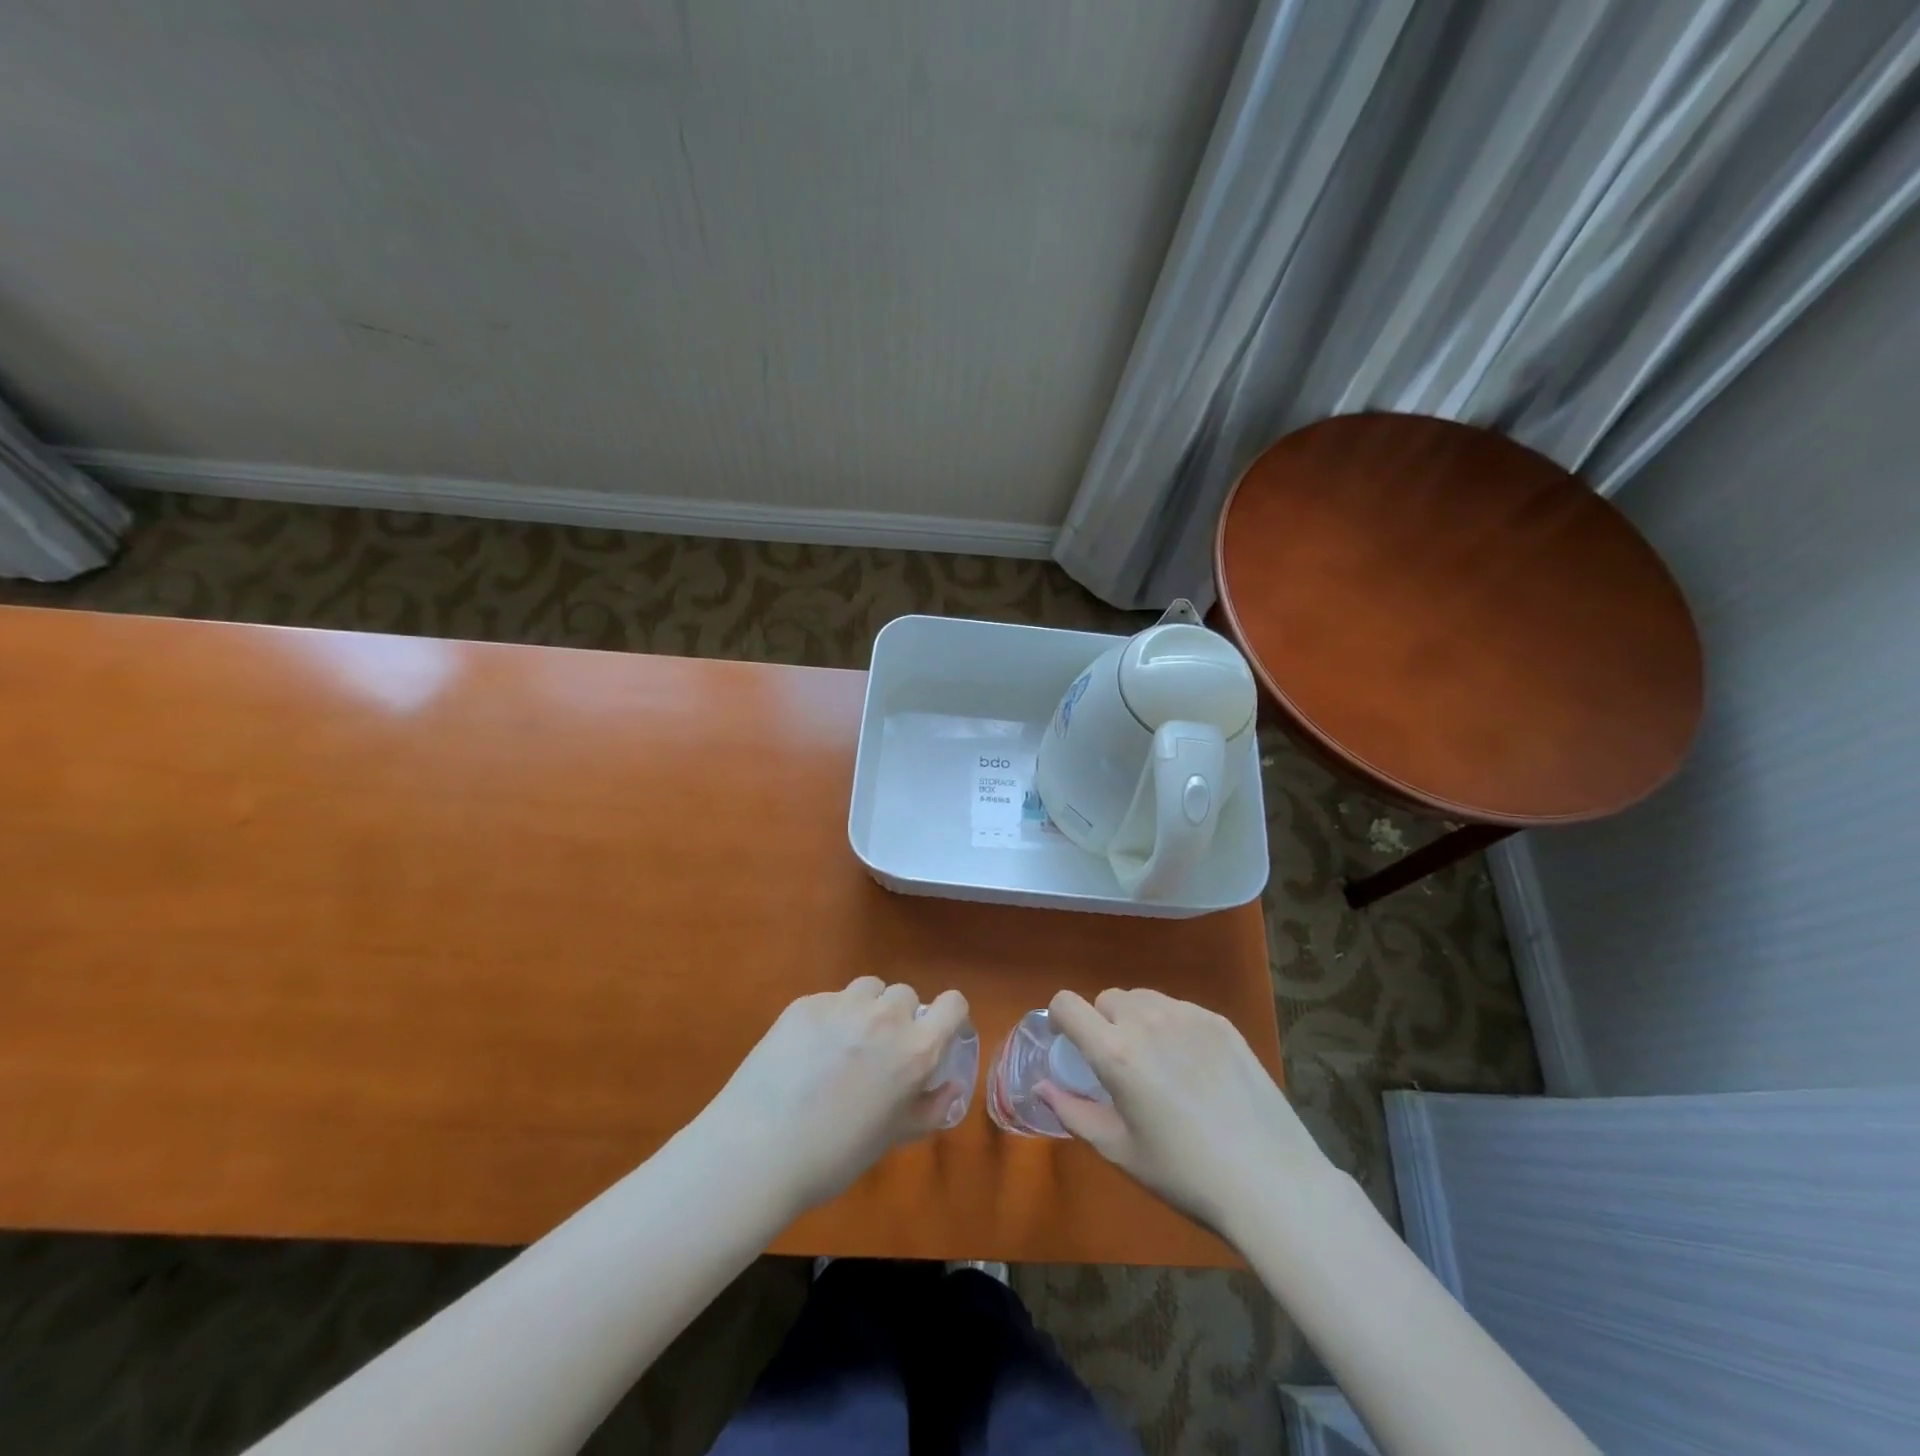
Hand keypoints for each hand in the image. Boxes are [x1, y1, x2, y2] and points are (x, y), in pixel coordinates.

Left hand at [695, 978, 970, 1216]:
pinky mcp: (807, 1003)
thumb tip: (952, 1087)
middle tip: (877, 1052)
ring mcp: (844, 1005)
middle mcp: (886, 1017)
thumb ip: (929, 1108)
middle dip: (899, 1017)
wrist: (759, 1149)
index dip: (947, 1016)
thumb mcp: (891, 1138)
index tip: (933, 1035)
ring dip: (866, 1008)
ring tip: (843, 1043)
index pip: (953, 1004)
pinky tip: (806, 1050)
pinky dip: (830, 1017)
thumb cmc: (834, 1156)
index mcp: (916, 1050)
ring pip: (869, 988)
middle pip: (906, 995)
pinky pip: (831, 999)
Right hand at [1040, 988, 1333, 1235]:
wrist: (1271, 1180)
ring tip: (1157, 1063)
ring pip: (1144, 999)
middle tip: (1119, 1065)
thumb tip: (1042, 1087)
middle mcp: (1147, 1020)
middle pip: (1107, 999)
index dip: (1060, 1019)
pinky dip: (1172, 1026)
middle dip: (1102, 1023)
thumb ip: (1073, 1112)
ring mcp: (1188, 1016)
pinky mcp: (1220, 1022)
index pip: (1067, 1003)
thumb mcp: (1120, 1150)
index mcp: (1115, 1051)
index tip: (1068, 1044)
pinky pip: (1180, 1009)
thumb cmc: (1185, 1173)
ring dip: (1136, 1020)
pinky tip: (1194, 1067)